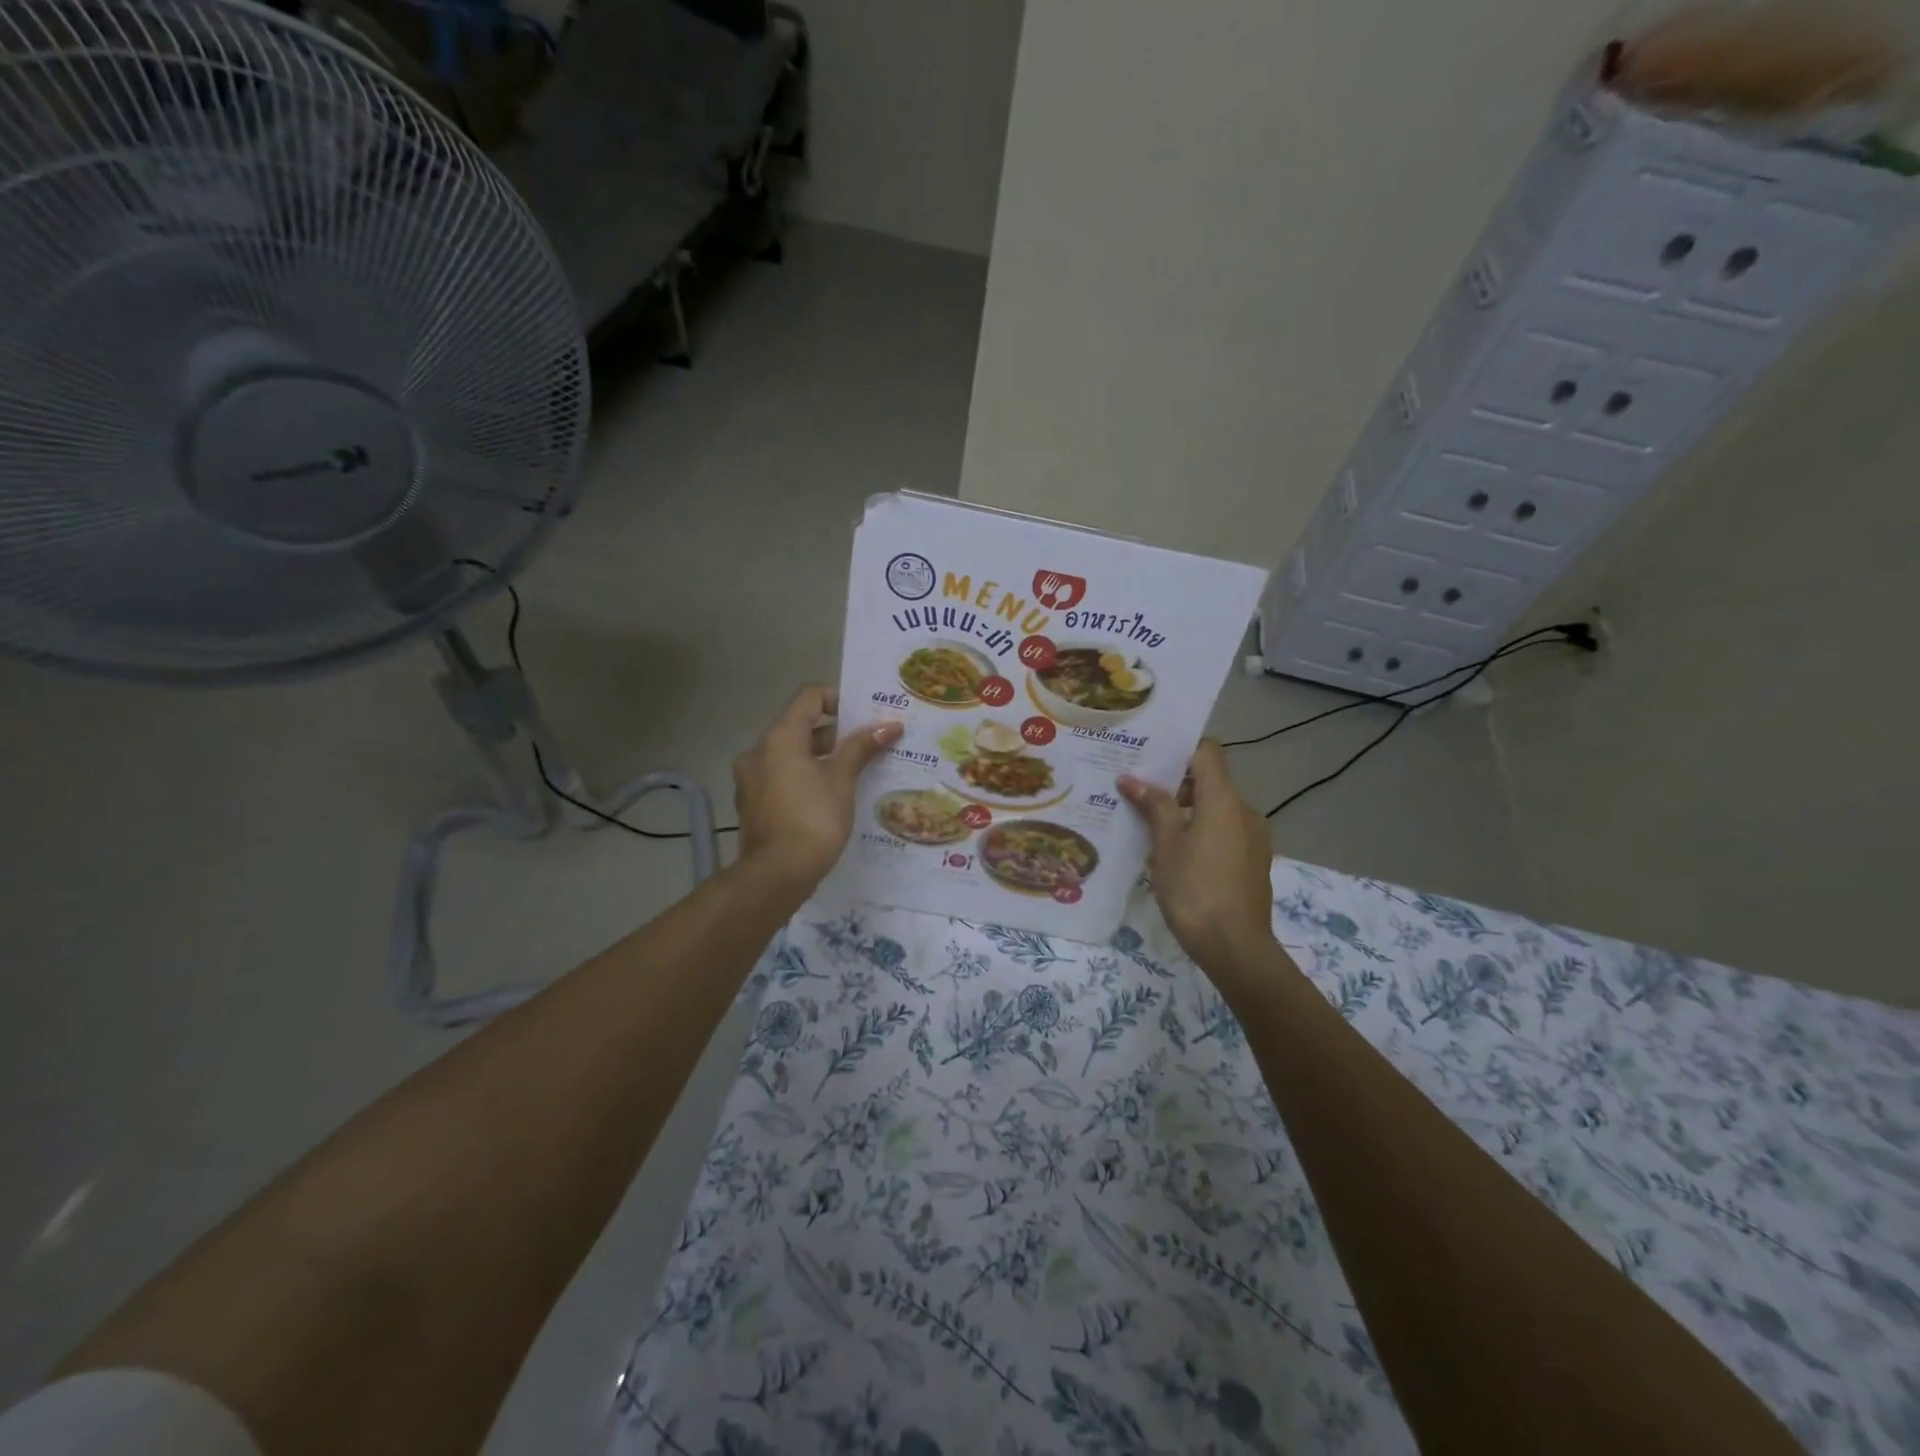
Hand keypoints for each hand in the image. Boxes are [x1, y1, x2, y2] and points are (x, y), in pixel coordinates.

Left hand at [734, 685, 901, 889]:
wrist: (776, 874)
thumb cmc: (813, 819)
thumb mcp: (842, 780)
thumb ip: (862, 747)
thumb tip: (890, 725)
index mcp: (780, 737)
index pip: (809, 697)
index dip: (839, 699)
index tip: (864, 716)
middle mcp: (759, 751)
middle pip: (800, 726)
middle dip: (835, 733)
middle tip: (867, 745)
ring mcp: (751, 779)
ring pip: (790, 755)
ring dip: (820, 757)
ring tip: (853, 773)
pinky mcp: (752, 803)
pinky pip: (781, 778)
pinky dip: (804, 778)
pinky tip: (828, 798)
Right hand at [1119, 742, 1276, 976]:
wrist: (1236, 948)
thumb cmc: (1195, 891)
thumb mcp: (1166, 847)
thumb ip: (1154, 807)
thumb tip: (1132, 779)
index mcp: (1224, 800)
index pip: (1207, 753)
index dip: (1180, 751)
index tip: (1149, 760)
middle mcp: (1245, 811)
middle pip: (1210, 782)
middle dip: (1176, 786)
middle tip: (1139, 796)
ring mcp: (1254, 838)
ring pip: (1217, 810)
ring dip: (1188, 813)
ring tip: (1153, 830)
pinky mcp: (1255, 861)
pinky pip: (1226, 833)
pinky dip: (1203, 833)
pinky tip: (1178, 856)